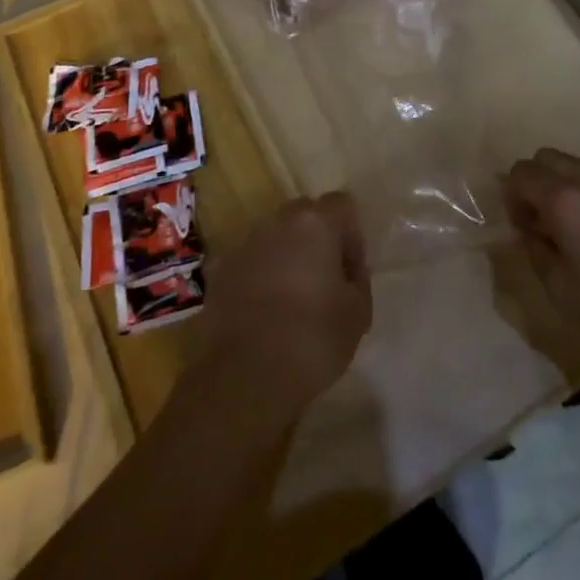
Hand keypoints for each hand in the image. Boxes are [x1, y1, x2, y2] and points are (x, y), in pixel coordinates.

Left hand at [197, 193, 372, 415]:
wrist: (245, 374)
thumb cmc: (312, 339)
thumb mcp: (358, 314)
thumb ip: (357, 278)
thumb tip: (346, 269)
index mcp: (315, 223)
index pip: (342, 204)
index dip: (352, 235)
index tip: (351, 271)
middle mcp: (277, 221)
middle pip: (305, 214)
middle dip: (317, 239)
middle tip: (324, 281)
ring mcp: (245, 242)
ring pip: (274, 236)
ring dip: (286, 256)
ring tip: (291, 298)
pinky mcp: (220, 269)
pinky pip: (249, 261)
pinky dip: (259, 275)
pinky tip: (263, 311)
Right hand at [505, 148, 579, 365]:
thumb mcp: (559, 288)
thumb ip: (534, 247)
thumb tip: (529, 227)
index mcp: (564, 200)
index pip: (521, 173)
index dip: (513, 196)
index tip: (523, 225)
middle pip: (546, 157)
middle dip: (536, 182)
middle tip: (545, 220)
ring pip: (577, 165)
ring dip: (566, 185)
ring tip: (579, 226)